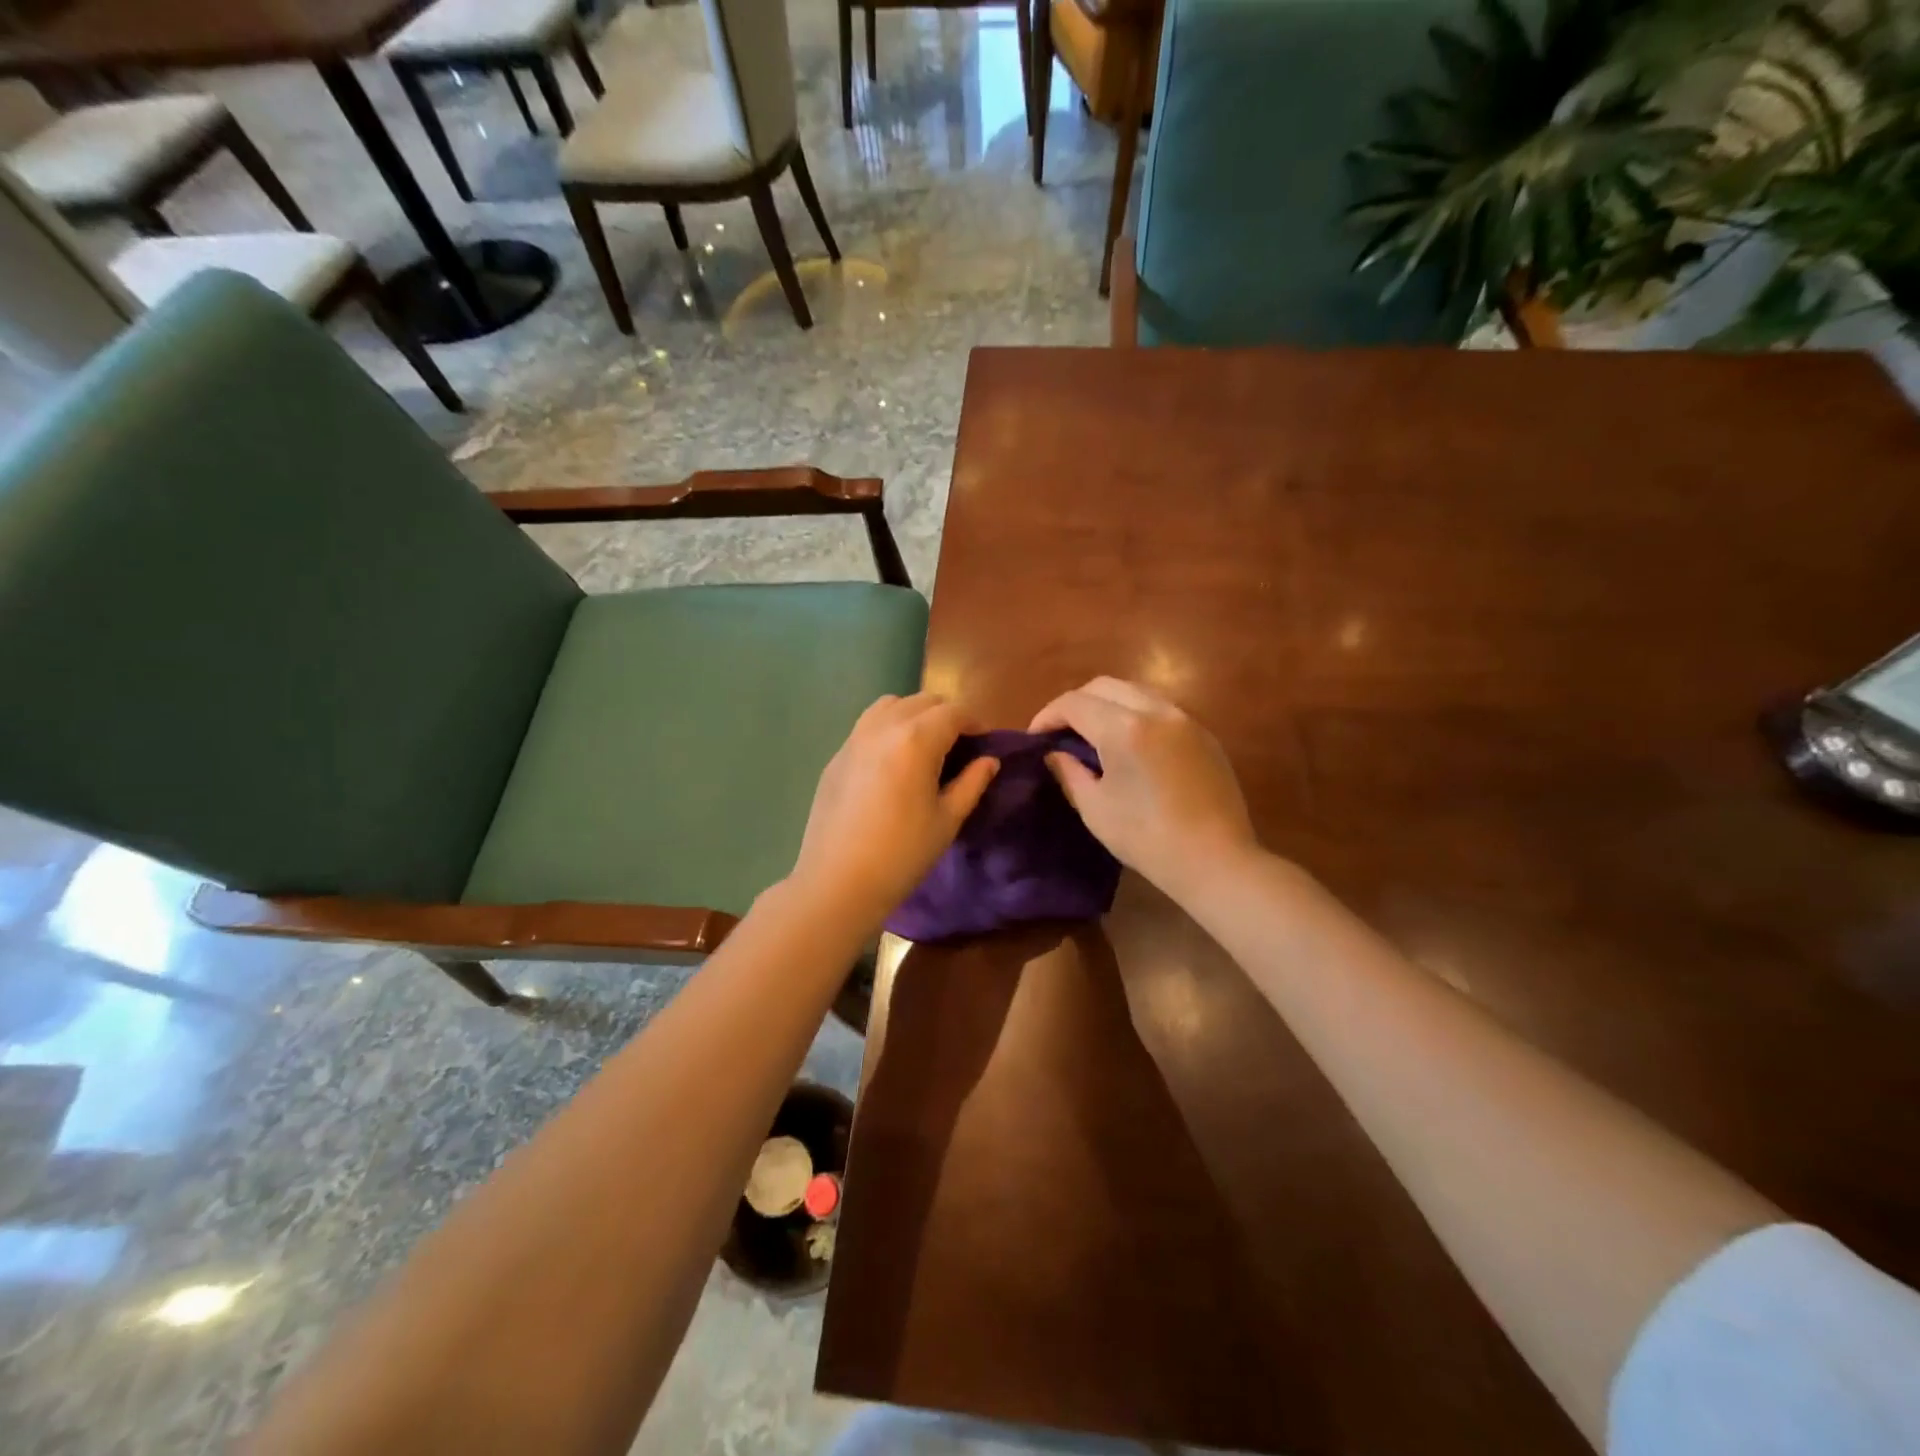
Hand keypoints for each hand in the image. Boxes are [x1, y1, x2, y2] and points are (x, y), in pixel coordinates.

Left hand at [790, 693, 998, 930]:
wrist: (838, 882)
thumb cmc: (902, 854)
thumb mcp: (947, 820)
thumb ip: (971, 783)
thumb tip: (988, 761)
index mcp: (916, 740)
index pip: (953, 712)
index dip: (974, 722)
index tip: (985, 740)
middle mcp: (883, 727)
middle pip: (922, 702)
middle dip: (946, 715)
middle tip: (959, 745)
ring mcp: (854, 739)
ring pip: (890, 705)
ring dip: (914, 714)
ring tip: (924, 745)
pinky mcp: (836, 756)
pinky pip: (867, 725)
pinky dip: (888, 727)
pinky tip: (893, 761)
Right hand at [1029, 677, 1256, 900]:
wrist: (1215, 860)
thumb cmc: (1147, 838)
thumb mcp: (1095, 808)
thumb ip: (1069, 772)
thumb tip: (1055, 754)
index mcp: (1124, 729)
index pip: (1074, 703)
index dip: (1048, 715)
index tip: (1035, 737)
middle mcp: (1156, 711)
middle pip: (1104, 686)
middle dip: (1076, 703)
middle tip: (1060, 732)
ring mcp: (1185, 719)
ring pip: (1135, 691)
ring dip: (1107, 704)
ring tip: (1093, 734)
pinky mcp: (1204, 734)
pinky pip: (1160, 708)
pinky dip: (1135, 714)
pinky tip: (1130, 744)